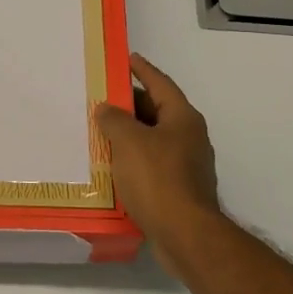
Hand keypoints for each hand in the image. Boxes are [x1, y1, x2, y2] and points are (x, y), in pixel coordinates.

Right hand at [95, 54, 231, 273]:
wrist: (186, 235)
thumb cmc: (158, 179)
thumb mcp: (129, 142)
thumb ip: (115, 120)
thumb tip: (107, 108)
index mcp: (183, 118)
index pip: (161, 84)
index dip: (143, 70)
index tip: (128, 58)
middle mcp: (189, 137)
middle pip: (157, 112)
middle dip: (131, 105)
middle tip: (104, 98)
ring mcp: (187, 166)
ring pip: (153, 141)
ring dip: (130, 135)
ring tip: (102, 132)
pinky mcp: (179, 190)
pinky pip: (152, 166)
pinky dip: (133, 161)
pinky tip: (113, 167)